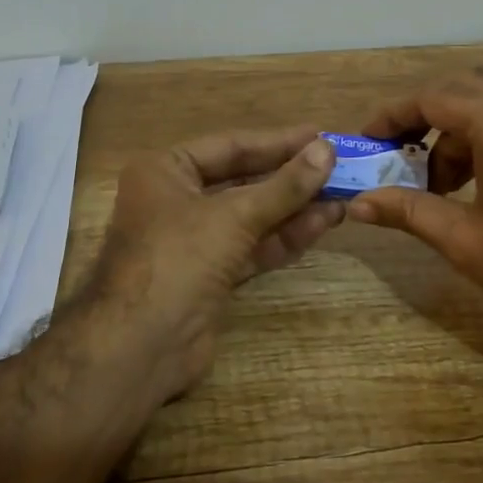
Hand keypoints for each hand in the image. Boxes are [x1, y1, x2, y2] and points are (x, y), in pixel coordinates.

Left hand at [92, 126, 343, 398]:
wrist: (140, 346)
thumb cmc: (178, 259)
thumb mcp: (233, 216)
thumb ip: (284, 186)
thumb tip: (327, 150)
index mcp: (166, 171)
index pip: (230, 146)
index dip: (278, 142)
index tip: (322, 136)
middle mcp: (177, 200)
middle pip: (243, 181)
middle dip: (290, 178)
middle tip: (341, 168)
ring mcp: (194, 241)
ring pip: (252, 217)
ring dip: (294, 208)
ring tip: (343, 197)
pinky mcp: (211, 276)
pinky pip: (252, 247)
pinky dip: (284, 237)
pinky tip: (321, 225)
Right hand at [347, 76, 482, 372]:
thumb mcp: (464, 241)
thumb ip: (407, 210)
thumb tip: (358, 203)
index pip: (431, 97)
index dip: (392, 117)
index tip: (367, 143)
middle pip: (458, 91)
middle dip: (420, 120)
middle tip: (394, 157)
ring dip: (451, 132)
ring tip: (434, 184)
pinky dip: (480, 138)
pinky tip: (471, 183)